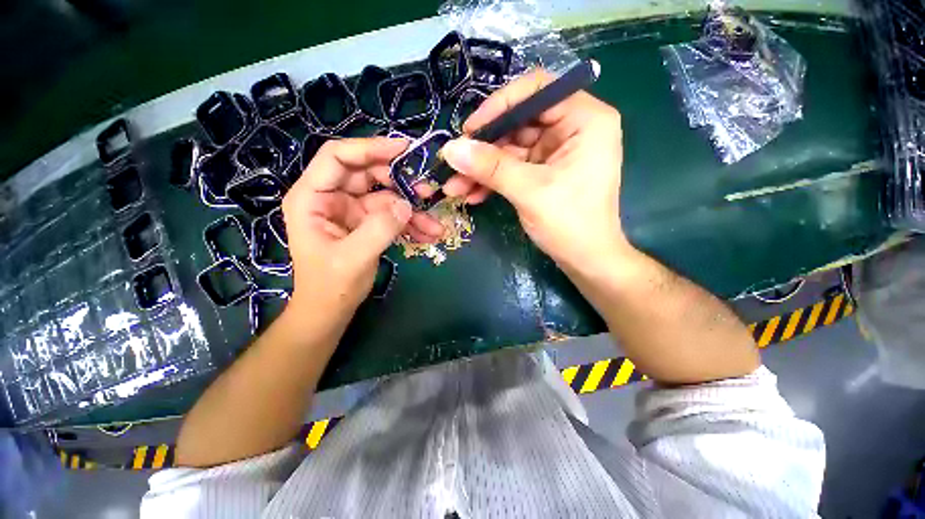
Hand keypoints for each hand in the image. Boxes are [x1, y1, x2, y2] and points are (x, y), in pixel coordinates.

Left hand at [281, 137, 443, 319]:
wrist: (331, 310)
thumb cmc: (330, 287)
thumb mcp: (353, 258)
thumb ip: (379, 229)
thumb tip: (406, 204)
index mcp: (313, 198)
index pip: (339, 157)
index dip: (371, 148)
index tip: (405, 149)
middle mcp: (332, 198)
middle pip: (369, 175)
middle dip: (401, 182)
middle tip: (428, 190)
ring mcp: (352, 211)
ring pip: (387, 198)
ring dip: (413, 210)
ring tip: (435, 225)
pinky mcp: (367, 224)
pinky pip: (392, 216)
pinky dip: (411, 224)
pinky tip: (429, 235)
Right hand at [439, 69, 629, 270]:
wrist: (586, 260)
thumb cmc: (570, 223)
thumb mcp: (530, 191)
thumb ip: (490, 167)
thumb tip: (450, 149)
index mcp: (584, 119)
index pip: (537, 90)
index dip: (500, 105)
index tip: (470, 129)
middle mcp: (571, 129)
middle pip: (518, 123)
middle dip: (483, 148)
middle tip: (454, 164)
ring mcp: (555, 152)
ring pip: (510, 150)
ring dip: (481, 170)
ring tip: (455, 188)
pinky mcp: (543, 172)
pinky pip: (512, 168)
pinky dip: (492, 181)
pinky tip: (473, 195)